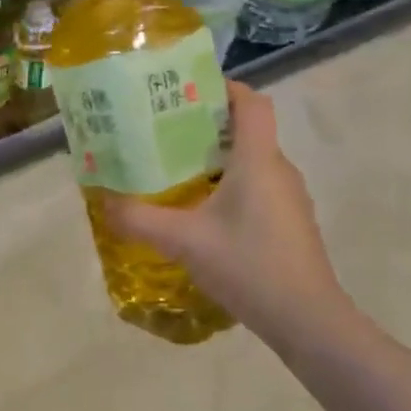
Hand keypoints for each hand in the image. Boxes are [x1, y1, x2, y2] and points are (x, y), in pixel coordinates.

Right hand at [106, 82, 352, 348]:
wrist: (308, 322)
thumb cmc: (248, 265)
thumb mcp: (183, 240)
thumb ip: (139, 219)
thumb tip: (103, 201)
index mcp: (258, 160)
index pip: (251, 103)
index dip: (224, 87)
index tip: (187, 90)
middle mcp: (278, 170)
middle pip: (245, 130)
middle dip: (205, 126)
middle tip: (162, 131)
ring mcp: (289, 198)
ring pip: (250, 162)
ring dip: (215, 159)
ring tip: (173, 169)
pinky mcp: (289, 223)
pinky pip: (256, 188)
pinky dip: (228, 186)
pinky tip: (200, 212)